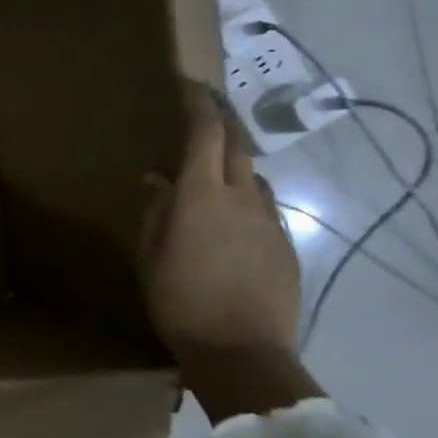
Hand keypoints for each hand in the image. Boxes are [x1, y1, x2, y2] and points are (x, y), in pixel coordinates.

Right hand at [139, 79, 300, 366]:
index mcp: (202, 196)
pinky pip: (263, 207)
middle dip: (222, 119)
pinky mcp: (285, 245)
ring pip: (252, 175)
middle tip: (205, 107)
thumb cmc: (180, 301)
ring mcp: (269, 221)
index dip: (199, 104)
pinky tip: (232, 218)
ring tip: (215, 168)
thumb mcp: (151, 255)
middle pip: (236, 145)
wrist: (243, 353)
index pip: (206, 134)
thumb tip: (157, 180)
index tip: (190, 84)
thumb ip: (156, 212)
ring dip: (234, 161)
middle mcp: (241, 198)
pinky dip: (245, 197)